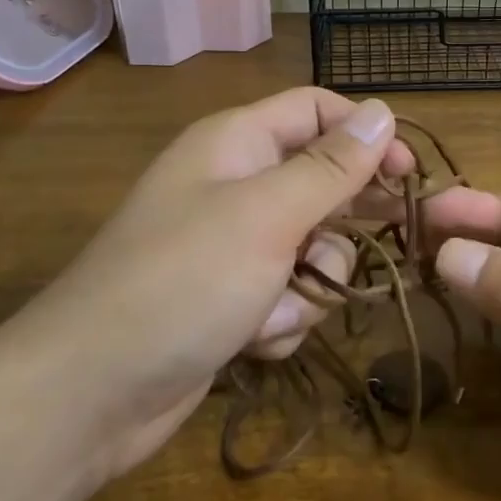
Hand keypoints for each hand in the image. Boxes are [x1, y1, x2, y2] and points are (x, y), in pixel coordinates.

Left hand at [13, 88, 414, 480]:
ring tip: (275, 309)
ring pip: (311, 248)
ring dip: (308, 285)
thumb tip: (383, 110)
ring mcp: (231, 246)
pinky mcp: (230, 298)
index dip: (365, 135)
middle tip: (369, 247)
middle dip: (340, 224)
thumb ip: (332, 165)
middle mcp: (234, 185)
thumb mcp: (268, 214)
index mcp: (236, 143)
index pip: (316, 111)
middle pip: (320, 182)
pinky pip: (287, 295)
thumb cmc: (184, 281)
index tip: (408, 176)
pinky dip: (282, 319)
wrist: (92, 391)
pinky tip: (253, 339)